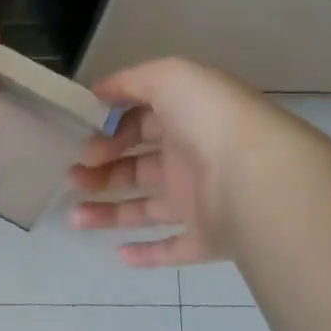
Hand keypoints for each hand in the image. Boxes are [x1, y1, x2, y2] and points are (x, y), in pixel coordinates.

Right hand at [69, 58, 287, 266]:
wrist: (257, 177)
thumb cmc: (209, 120)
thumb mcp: (168, 76)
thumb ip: (132, 80)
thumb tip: (99, 92)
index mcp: (187, 119)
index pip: (142, 123)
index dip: (110, 130)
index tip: (83, 139)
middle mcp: (193, 158)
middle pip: (138, 166)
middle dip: (102, 170)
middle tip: (73, 176)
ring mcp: (202, 201)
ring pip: (146, 208)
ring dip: (109, 212)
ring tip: (74, 217)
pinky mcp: (208, 239)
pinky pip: (175, 249)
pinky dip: (147, 254)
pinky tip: (117, 253)